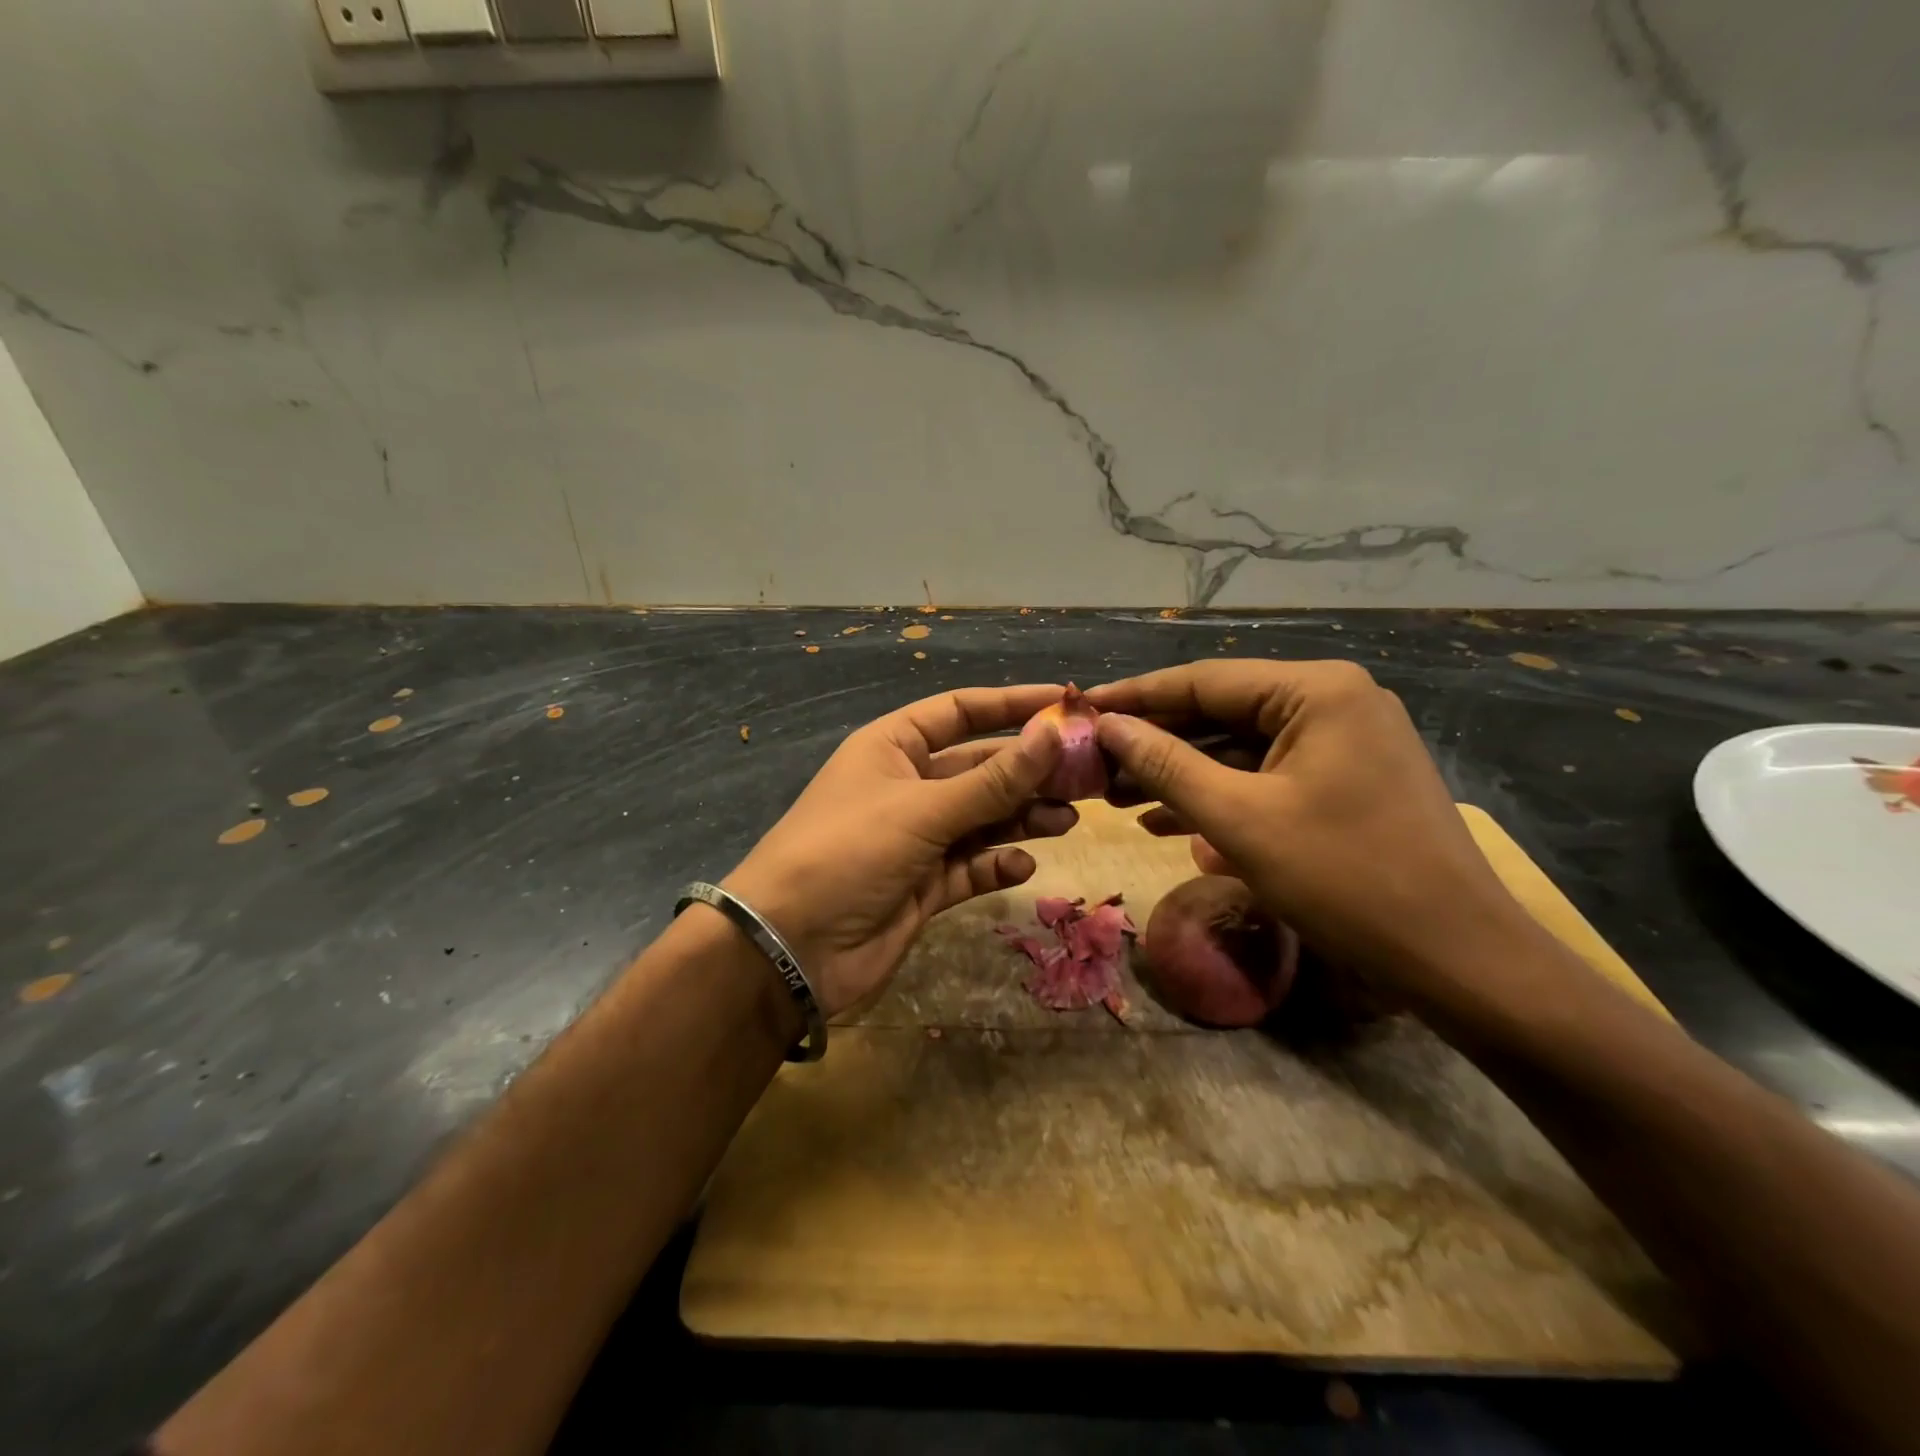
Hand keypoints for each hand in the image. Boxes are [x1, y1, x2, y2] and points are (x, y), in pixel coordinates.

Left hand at [722, 685, 1074, 1017]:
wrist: (790, 947)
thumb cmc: (849, 852)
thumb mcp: (923, 810)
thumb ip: (993, 780)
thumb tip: (1053, 734)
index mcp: (893, 747)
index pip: (960, 711)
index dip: (1011, 704)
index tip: (1064, 703)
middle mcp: (907, 786)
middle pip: (980, 767)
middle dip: (1029, 771)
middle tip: (1085, 777)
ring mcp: (917, 839)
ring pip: (983, 818)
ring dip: (1023, 817)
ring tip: (1067, 820)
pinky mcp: (925, 886)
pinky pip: (972, 866)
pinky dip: (997, 864)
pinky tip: (1022, 866)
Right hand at [1086, 661, 1540, 1006]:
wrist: (1458, 960)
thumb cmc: (1345, 879)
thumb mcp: (1239, 821)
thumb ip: (1166, 765)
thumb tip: (1107, 726)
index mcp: (1316, 691)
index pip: (1204, 680)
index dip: (1135, 697)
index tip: (1080, 709)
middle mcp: (1333, 701)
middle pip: (1221, 712)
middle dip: (1156, 743)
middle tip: (1092, 765)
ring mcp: (1343, 742)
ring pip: (1239, 748)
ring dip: (1181, 774)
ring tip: (1116, 798)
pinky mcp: (1345, 781)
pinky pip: (1266, 777)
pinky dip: (1219, 797)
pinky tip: (1165, 822)